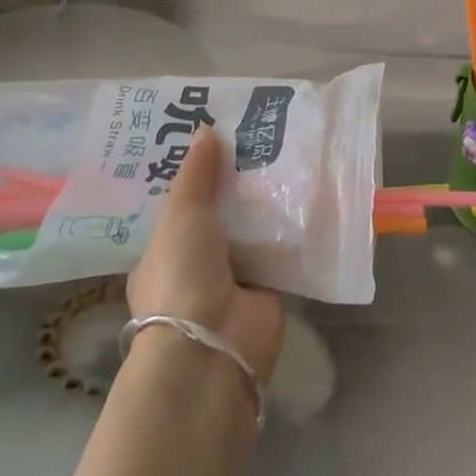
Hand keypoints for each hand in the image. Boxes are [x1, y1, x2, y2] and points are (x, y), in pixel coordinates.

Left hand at [128, 130, 285, 384]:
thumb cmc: (182, 275)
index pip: (180, 204)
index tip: (218, 136)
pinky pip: (281, 247)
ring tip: (291, 150)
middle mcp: (197, 264)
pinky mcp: (268, 288)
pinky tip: (312, 189)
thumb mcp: (181, 214)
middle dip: (238, 181)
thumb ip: (196, 173)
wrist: (213, 346)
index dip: (197, 173)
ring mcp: (233, 278)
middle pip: (220, 213)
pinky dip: (294, 225)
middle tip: (261, 134)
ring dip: (268, 200)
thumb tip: (206, 128)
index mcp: (163, 250)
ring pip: (252, 228)